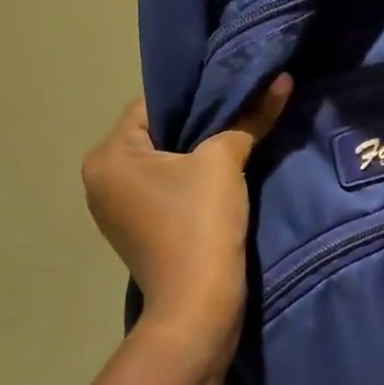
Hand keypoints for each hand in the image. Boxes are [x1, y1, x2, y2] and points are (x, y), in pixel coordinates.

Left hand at [81, 77, 292, 348]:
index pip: (152, 105)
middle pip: (157, 133)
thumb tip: (282, 79)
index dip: (196, 98)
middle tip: (241, 118)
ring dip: (196, 155)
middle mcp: (100, 178)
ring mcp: (116, 208)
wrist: (198, 306)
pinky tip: (221, 182)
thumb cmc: (200, 223)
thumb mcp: (226, 161)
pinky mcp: (137, 229)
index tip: (234, 97)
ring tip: (236, 146)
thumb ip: (251, 117)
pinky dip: (189, 181)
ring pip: (162, 162)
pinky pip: (164, 188)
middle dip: (199, 126)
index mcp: (108, 155)